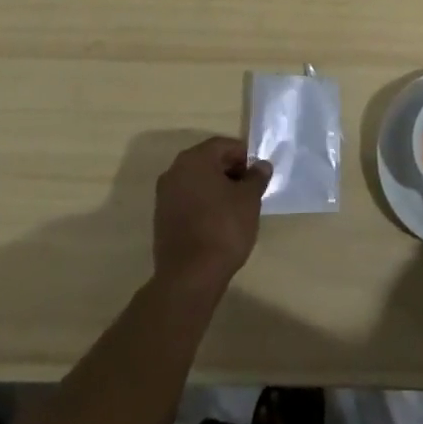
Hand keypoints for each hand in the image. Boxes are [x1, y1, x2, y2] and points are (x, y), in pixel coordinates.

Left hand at [152, 137, 270, 297]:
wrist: (189, 277)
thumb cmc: (223, 229)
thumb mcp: (249, 200)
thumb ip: (256, 178)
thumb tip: (261, 166)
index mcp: (195, 159)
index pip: (224, 145)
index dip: (244, 157)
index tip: (257, 175)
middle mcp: (175, 171)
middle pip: (208, 161)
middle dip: (230, 171)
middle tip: (249, 190)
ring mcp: (164, 196)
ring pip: (197, 181)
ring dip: (216, 188)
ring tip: (235, 208)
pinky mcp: (161, 219)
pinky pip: (187, 200)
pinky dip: (203, 204)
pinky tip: (217, 222)